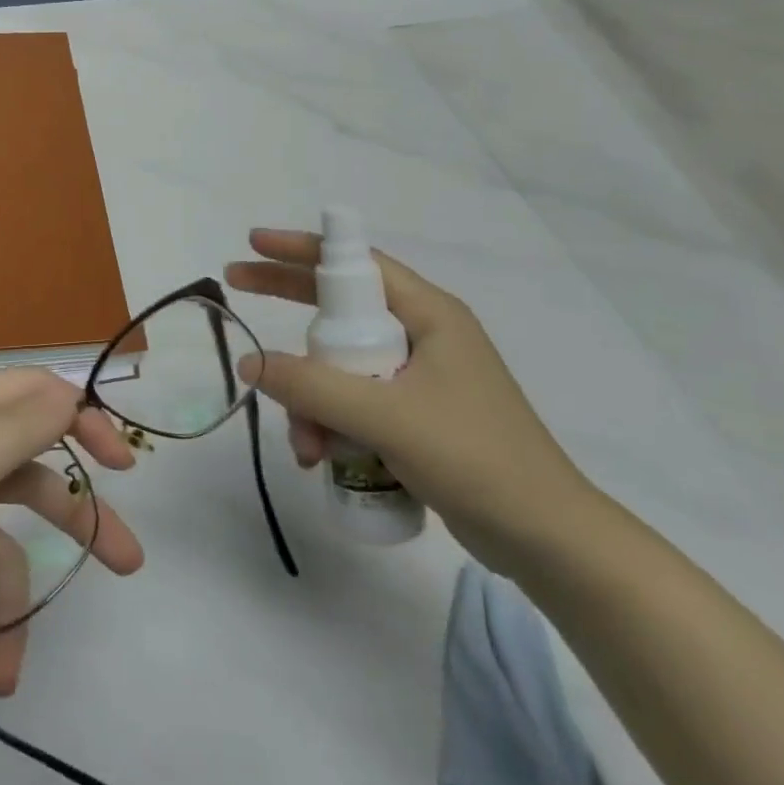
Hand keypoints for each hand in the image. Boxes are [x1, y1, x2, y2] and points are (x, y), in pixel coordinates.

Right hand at [225, 228, 599, 573]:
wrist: (546, 540)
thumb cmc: (475, 459)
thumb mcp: (387, 417)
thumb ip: (314, 387)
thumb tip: (251, 363)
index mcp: (429, 315)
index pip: (356, 263)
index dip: (302, 250)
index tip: (254, 244)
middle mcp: (423, 336)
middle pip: (340, 310)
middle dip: (290, 315)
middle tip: (238, 294)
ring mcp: (419, 378)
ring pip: (341, 367)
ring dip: (312, 401)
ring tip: (306, 448)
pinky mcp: (415, 417)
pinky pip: (355, 403)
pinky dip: (332, 424)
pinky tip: (321, 459)